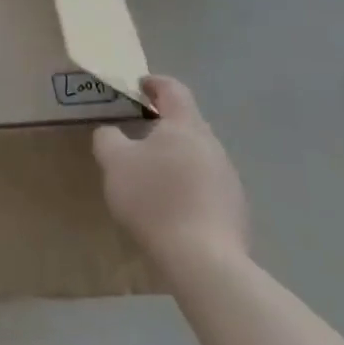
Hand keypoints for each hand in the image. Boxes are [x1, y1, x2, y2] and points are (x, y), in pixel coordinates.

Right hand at [93, 76, 248, 271]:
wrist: (204, 261)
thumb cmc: (155, 199)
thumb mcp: (115, 163)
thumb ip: (108, 139)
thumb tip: (111, 132)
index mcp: (185, 125)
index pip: (173, 89)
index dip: (154, 83)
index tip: (138, 86)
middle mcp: (212, 144)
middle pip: (187, 122)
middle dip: (164, 123)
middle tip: (139, 132)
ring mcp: (228, 178)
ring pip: (198, 154)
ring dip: (177, 156)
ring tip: (152, 174)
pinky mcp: (234, 209)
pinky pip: (207, 185)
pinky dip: (188, 185)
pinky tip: (172, 207)